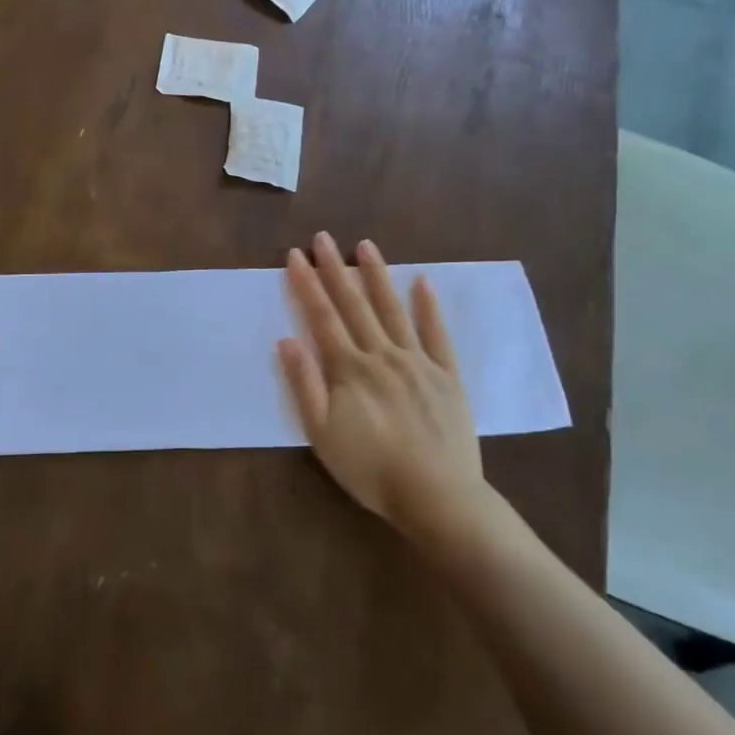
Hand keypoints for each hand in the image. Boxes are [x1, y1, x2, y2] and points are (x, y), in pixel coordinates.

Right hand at [277, 233, 496, 541]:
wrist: (436, 496)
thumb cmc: (370, 468)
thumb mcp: (322, 434)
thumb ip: (304, 384)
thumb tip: (287, 339)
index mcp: (350, 369)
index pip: (322, 317)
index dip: (307, 284)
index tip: (295, 255)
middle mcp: (382, 355)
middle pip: (354, 305)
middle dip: (335, 269)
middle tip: (323, 237)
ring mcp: (418, 362)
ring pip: (393, 310)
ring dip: (377, 276)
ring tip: (365, 246)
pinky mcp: (447, 375)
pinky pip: (437, 334)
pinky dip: (429, 307)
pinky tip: (423, 282)